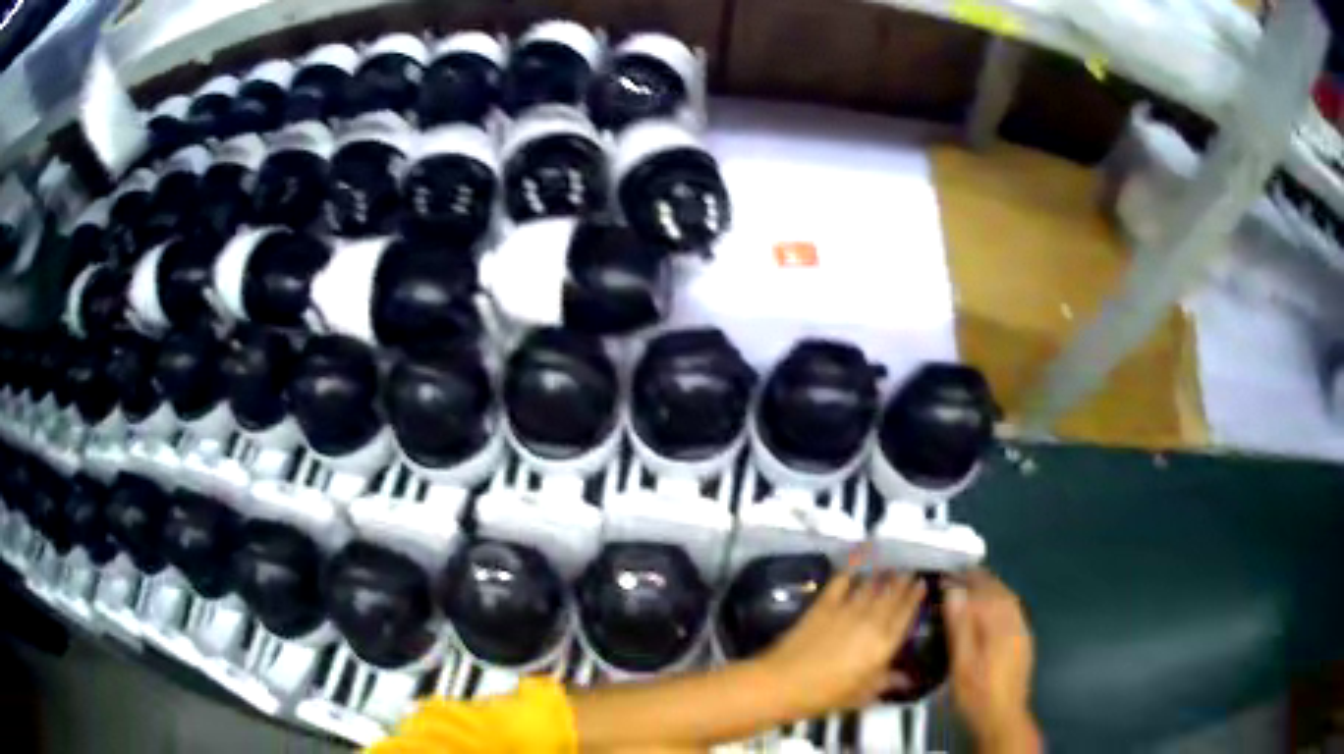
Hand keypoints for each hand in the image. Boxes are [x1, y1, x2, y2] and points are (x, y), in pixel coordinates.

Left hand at [758, 549, 924, 719]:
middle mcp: (871, 621)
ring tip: (890, 565)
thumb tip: (906, 679)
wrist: (784, 683)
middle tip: (909, 569)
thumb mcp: (862, 695)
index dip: (915, 597)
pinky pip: (842, 580)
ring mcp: (846, 610)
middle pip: (891, 595)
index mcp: (884, 644)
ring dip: (882, 574)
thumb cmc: (826, 695)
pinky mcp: (823, 604)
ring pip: (871, 586)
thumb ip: (886, 682)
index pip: (906, 614)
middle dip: (902, 580)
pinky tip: (859, 557)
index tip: (922, 583)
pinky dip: (852, 567)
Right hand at [943, 569, 1040, 752]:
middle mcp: (1014, 621)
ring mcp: (1022, 630)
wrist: (1003, 717)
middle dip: (978, 579)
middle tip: (956, 574)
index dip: (962, 582)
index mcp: (998, 624)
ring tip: (971, 584)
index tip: (944, 577)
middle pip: (998, 589)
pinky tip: (991, 605)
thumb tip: (954, 593)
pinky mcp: (1023, 639)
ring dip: (990, 586)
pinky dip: (1000, 598)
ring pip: (1008, 597)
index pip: (981, 591)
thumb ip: (960, 627)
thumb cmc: (976, 694)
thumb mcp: (961, 664)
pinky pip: (1013, 608)